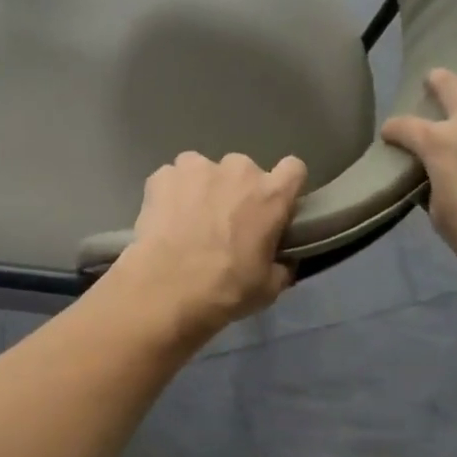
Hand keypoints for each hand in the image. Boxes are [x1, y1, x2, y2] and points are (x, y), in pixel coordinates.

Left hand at [109, 152, 306, 341]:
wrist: (166, 289)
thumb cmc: (225, 288)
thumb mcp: (268, 287)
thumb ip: (281, 265)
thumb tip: (282, 261)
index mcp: (271, 194)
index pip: (293, 169)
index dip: (284, 185)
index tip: (273, 205)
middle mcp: (238, 170)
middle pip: (244, 171)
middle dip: (236, 190)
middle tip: (224, 222)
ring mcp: (198, 167)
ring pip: (204, 170)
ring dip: (202, 188)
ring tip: (188, 219)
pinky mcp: (163, 175)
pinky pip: (172, 178)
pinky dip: (170, 193)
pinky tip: (164, 219)